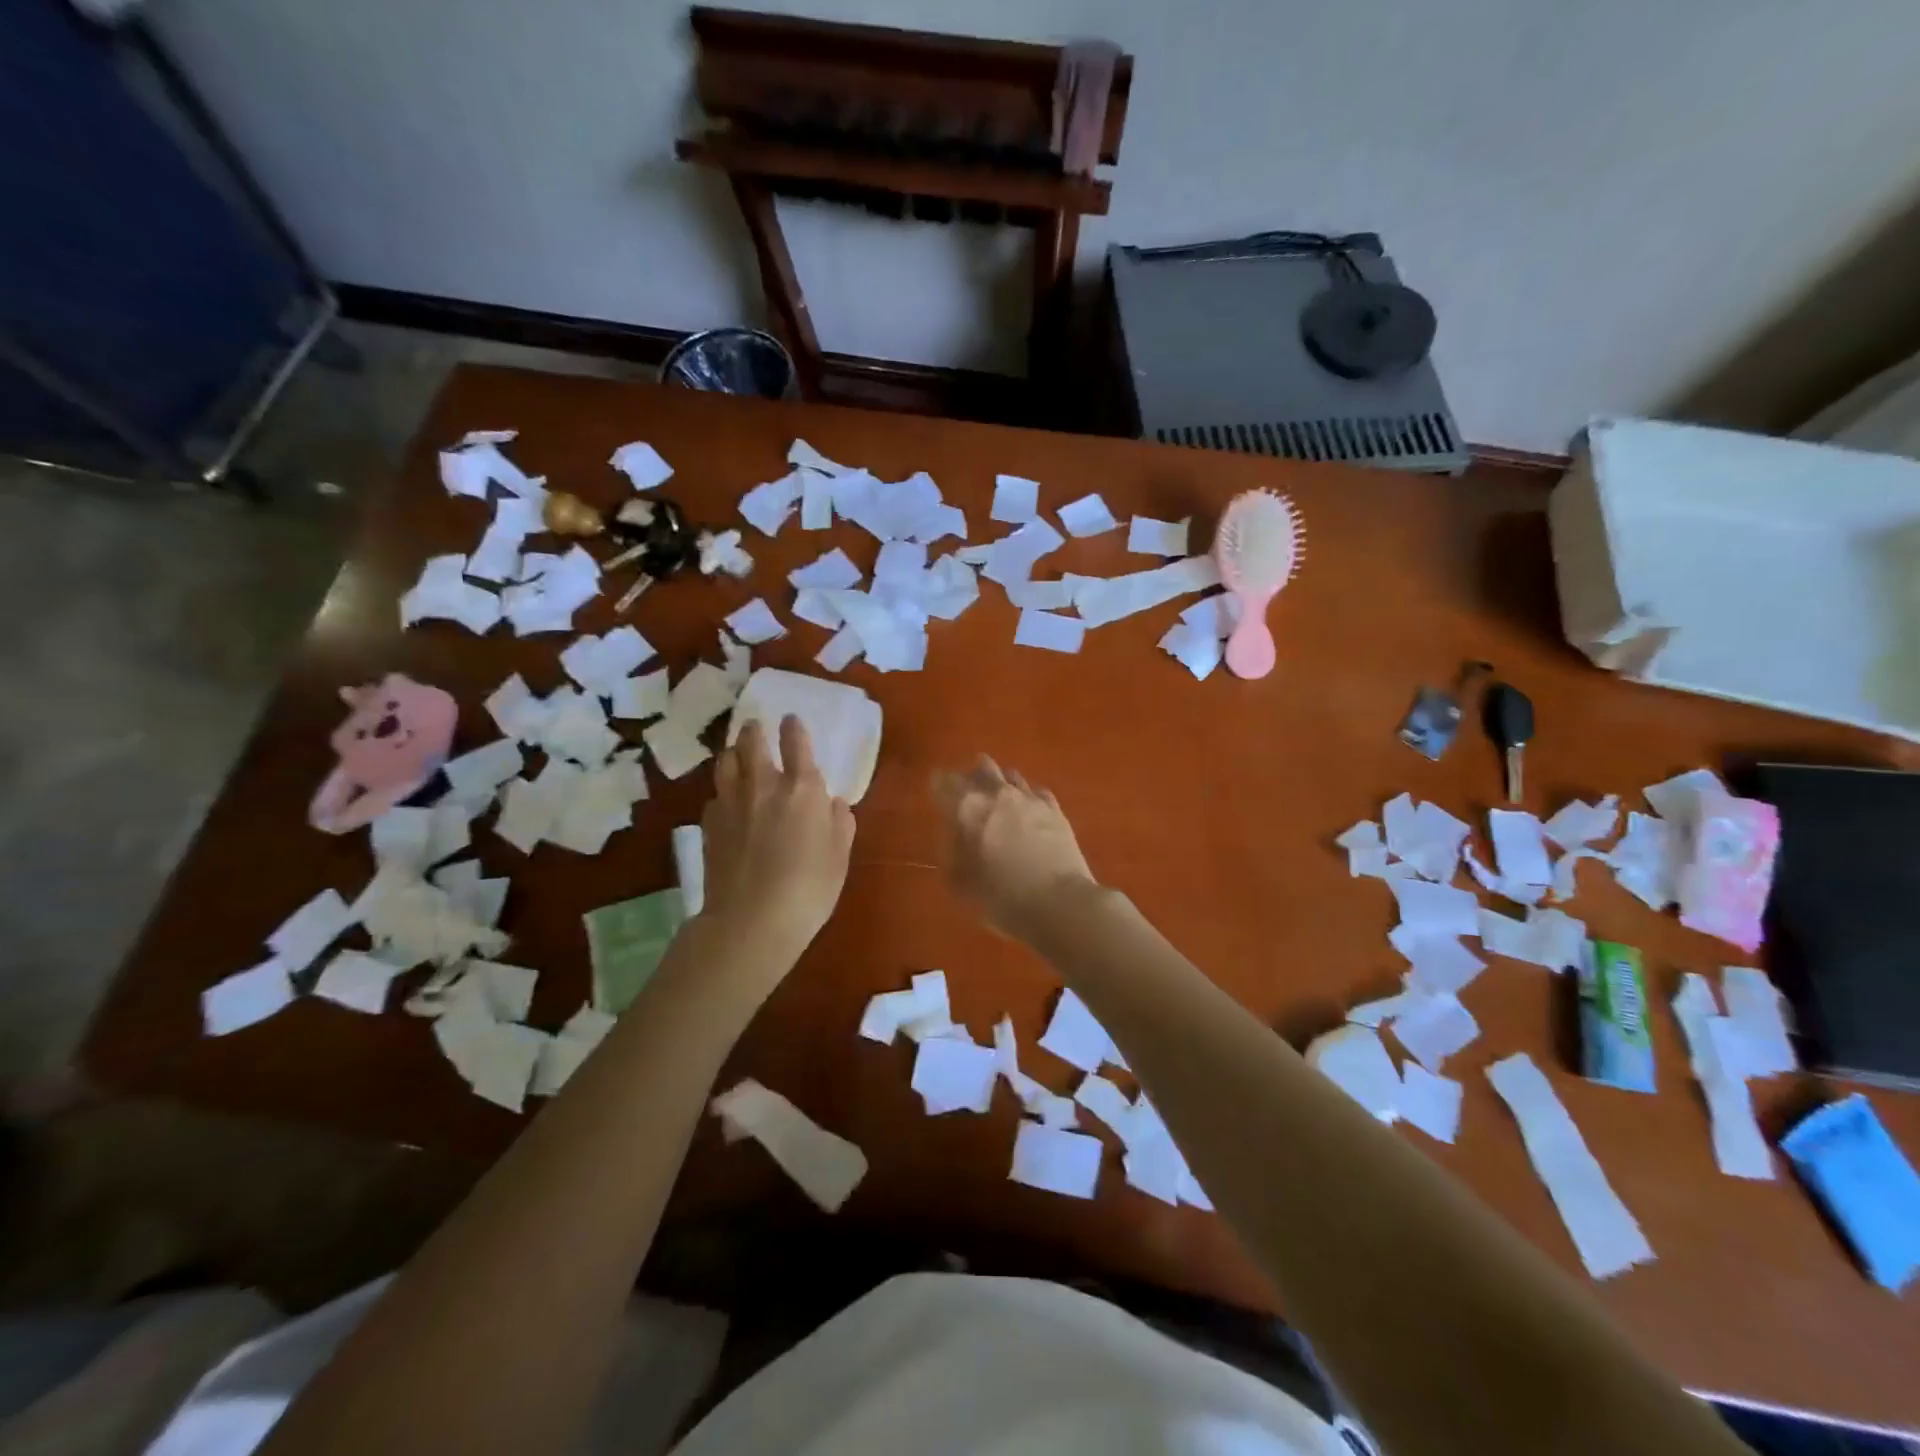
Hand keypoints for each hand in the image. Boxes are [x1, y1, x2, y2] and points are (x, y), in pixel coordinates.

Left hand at [701, 717, 854, 966]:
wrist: (752, 920)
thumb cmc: (809, 888)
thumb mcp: (839, 856)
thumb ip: (839, 822)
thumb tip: (833, 803)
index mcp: (802, 788)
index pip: (795, 742)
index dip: (793, 728)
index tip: (791, 721)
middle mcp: (763, 785)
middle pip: (751, 742)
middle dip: (754, 731)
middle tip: (756, 728)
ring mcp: (731, 802)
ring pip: (725, 762)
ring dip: (733, 753)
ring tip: (737, 756)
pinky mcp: (709, 824)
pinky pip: (715, 795)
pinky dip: (723, 791)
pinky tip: (727, 803)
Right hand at [934, 757, 1097, 939]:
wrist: (1058, 903)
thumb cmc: (1000, 898)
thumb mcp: (960, 883)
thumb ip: (952, 851)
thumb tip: (953, 834)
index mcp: (967, 809)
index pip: (945, 782)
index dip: (938, 785)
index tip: (936, 790)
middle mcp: (997, 794)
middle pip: (982, 768)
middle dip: (972, 776)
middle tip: (968, 791)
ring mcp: (1030, 798)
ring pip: (1010, 775)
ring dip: (1001, 784)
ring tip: (999, 799)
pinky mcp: (1055, 810)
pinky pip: (1036, 792)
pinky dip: (1027, 797)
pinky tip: (1028, 810)